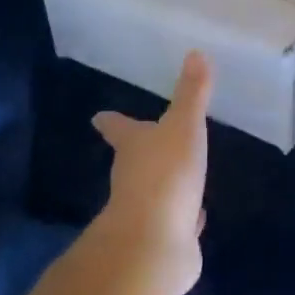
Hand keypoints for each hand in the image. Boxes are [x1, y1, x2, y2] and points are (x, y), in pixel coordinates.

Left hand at [92, 52, 211, 294]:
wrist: (155, 242)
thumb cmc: (165, 173)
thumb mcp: (183, 125)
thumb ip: (192, 93)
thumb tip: (195, 52)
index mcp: (132, 146)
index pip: (118, 127)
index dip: (111, 121)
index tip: (99, 116)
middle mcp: (131, 177)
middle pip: (132, 159)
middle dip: (141, 151)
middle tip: (149, 141)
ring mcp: (146, 210)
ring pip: (155, 191)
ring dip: (165, 184)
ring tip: (180, 176)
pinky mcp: (164, 238)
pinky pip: (175, 222)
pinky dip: (184, 217)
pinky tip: (195, 217)